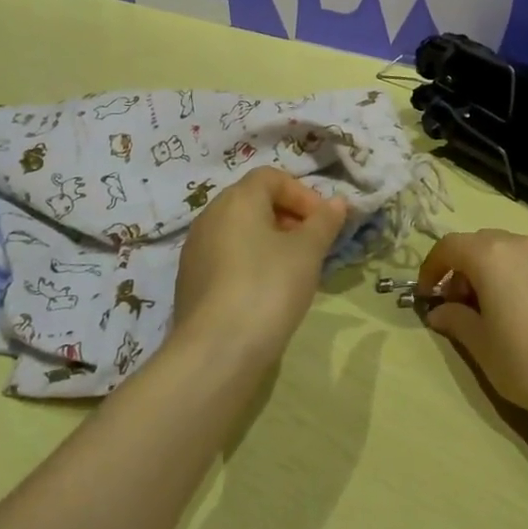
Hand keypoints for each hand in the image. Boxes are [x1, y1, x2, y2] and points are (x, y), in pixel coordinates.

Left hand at [172, 168, 348, 367]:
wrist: (216, 352)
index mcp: (237, 199)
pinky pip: (226, 257)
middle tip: (312, 245)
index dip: (302, 194)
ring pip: (239, 231)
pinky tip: (266, 293)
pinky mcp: (189, 282)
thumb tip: (338, 202)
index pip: (272, 177)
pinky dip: (249, 263)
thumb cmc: (268, 287)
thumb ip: (324, 222)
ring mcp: (195, 250)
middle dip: (288, 217)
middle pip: (254, 202)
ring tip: (293, 270)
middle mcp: (210, 216)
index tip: (323, 222)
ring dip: (269, 241)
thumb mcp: (308, 252)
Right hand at [416, 230, 527, 429]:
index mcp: (490, 256)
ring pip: (509, 250)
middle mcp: (520, 244)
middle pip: (479, 243)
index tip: (427, 295)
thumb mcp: (480, 344)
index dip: (432, 268)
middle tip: (459, 304)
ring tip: (492, 308)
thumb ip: (455, 319)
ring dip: (491, 270)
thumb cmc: (525, 363)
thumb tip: (440, 311)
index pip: (449, 246)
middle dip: (462, 268)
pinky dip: (518, 275)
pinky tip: (525, 311)